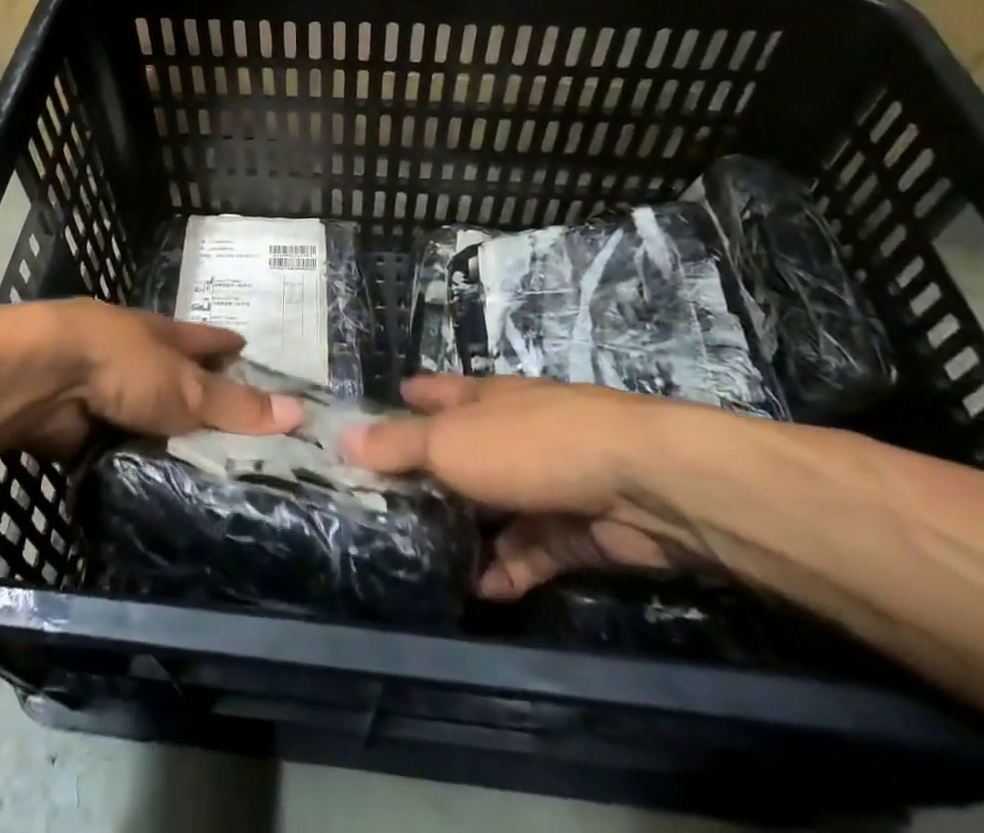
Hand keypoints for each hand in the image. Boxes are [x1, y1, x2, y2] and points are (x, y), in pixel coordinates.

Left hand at [9, 299, 302, 459]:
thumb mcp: (187, 386)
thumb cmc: (122, 364)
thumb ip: (236, 405)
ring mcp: (107, 393)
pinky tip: (162, 492)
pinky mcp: (82, 431)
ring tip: (210, 476)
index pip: (207, 340)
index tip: (251, 351)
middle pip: (179, 382)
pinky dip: (139, 467)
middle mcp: (138, 360)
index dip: (229, 345)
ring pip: (150, 421)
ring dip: (169, 441)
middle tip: (243, 437)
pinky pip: (123, 453)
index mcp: (164, 336)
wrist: (41, 379)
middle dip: (203, 403)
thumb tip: (300, 413)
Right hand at [341, 375, 715, 597]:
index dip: (414, 397)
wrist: (642, 483)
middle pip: (467, 450)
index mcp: (486, 399)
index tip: (391, 400)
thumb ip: (399, 446)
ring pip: (500, 505)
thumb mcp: (451, 443)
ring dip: (472, 531)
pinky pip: (535, 549)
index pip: (440, 394)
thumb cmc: (530, 445)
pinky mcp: (579, 527)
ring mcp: (550, 479)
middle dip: (436, 473)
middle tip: (394, 500)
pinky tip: (484, 590)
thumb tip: (342, 437)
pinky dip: (511, 568)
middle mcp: (516, 432)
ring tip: (432, 557)